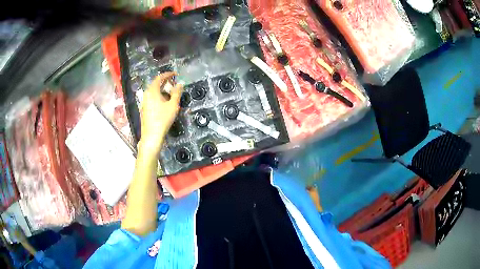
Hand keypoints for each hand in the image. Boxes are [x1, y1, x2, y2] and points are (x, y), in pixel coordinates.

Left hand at [140, 72, 182, 154]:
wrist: (152, 135)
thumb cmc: (163, 119)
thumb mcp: (173, 105)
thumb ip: (177, 93)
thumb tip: (180, 84)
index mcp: (152, 91)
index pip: (159, 78)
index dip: (168, 74)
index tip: (175, 74)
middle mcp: (146, 94)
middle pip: (156, 84)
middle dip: (166, 82)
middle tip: (174, 84)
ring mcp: (144, 102)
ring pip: (154, 92)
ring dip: (163, 90)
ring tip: (172, 94)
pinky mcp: (144, 109)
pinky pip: (152, 98)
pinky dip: (159, 97)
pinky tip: (165, 103)